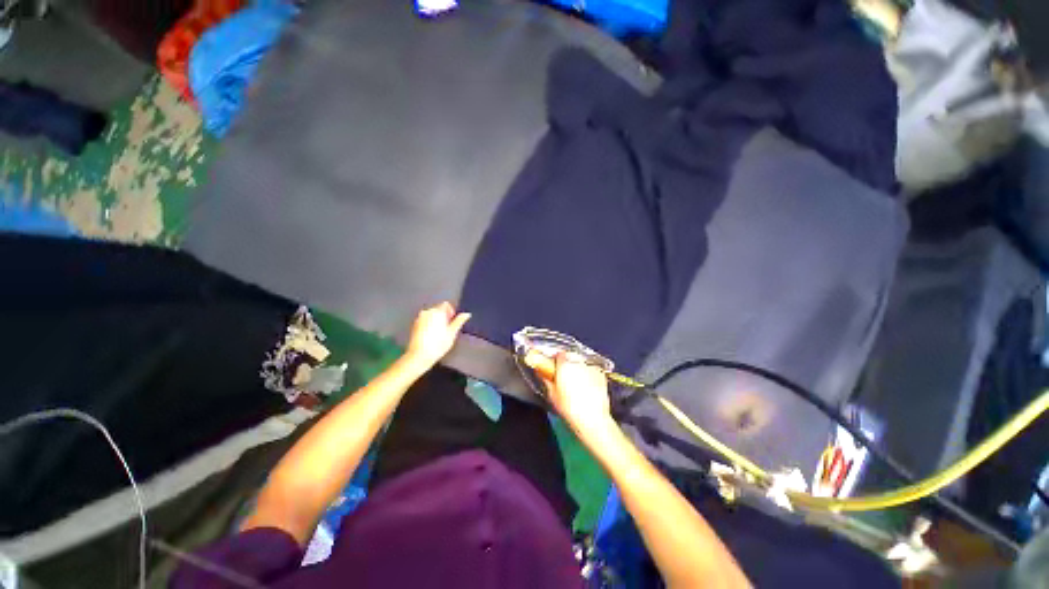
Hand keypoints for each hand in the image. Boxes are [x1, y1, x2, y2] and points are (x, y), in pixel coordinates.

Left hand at [405, 302, 470, 367]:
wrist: (419, 355)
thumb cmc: (438, 344)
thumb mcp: (452, 332)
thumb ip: (459, 321)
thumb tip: (466, 314)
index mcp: (437, 312)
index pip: (446, 305)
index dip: (451, 312)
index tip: (452, 322)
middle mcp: (427, 312)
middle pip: (438, 309)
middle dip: (444, 317)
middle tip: (447, 329)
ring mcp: (419, 318)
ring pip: (431, 315)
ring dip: (436, 321)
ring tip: (439, 334)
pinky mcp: (414, 325)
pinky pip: (425, 321)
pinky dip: (429, 325)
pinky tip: (431, 336)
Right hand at [525, 351, 612, 435]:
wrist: (593, 419)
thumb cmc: (569, 408)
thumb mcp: (552, 395)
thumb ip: (546, 380)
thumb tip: (541, 372)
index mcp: (565, 365)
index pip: (559, 354)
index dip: (555, 360)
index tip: (553, 367)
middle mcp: (578, 362)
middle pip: (571, 357)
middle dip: (567, 363)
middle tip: (564, 376)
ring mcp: (591, 367)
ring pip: (582, 363)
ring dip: (578, 368)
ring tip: (577, 382)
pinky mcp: (601, 374)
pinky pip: (592, 370)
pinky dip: (589, 374)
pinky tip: (587, 386)